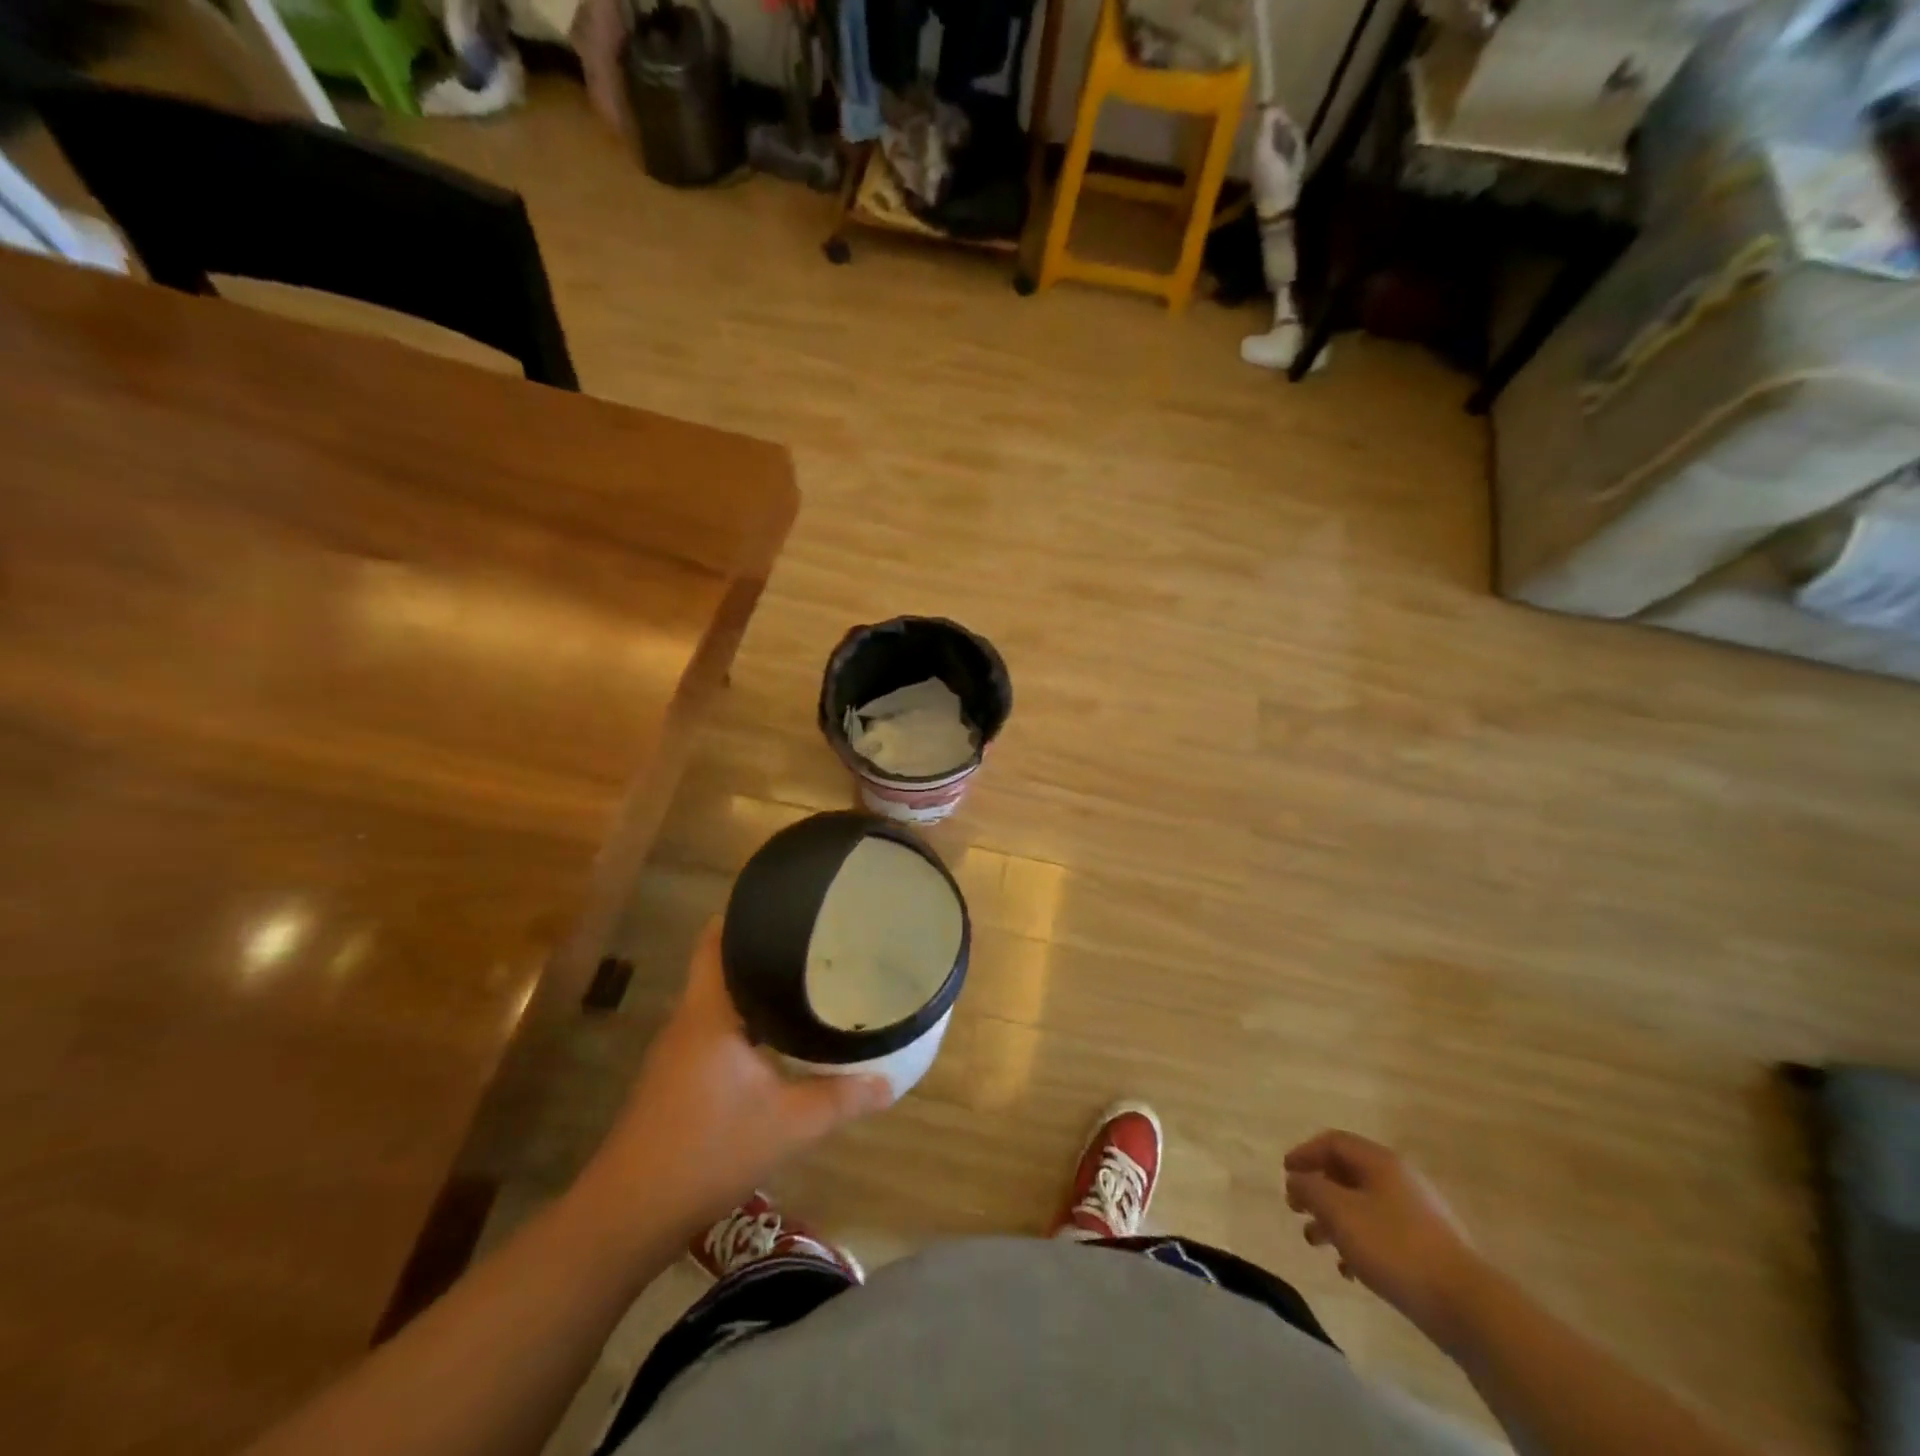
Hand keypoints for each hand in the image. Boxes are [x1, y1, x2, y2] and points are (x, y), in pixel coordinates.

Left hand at [581, 920, 893, 1238]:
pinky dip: (746, 1021)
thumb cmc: (707, 1151)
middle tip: (816, 942)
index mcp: (709, 1012)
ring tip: (806, 981)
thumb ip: (841, 1099)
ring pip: (721, 999)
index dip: (747, 914)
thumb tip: (889, 1083)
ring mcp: (678, 1051)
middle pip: (723, 965)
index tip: (789, 904)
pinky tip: (778, 1037)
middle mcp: (690, 1020)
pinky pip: (716, 1028)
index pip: (718, 940)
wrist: (628, 1216)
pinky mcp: (677, 1078)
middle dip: (764, 950)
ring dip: (755, 988)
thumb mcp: (787, 1125)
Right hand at [1283, 1130, 1481, 1337]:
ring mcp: (1418, 1214)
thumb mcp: (1339, 1213)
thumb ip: (1311, 1189)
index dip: (1305, 1153)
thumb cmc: (1394, 1248)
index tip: (1285, 1173)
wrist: (1467, 1305)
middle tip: (1296, 1208)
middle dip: (1317, 1189)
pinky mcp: (1429, 1248)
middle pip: (1347, 1173)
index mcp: (1380, 1162)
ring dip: (1334, 1219)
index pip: (1333, 1142)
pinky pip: (1383, 1233)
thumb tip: (1298, 1179)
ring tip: (1315, 1242)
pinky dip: (1359, 1242)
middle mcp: (1400, 1180)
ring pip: (1363, 1205)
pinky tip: (1349, 1270)